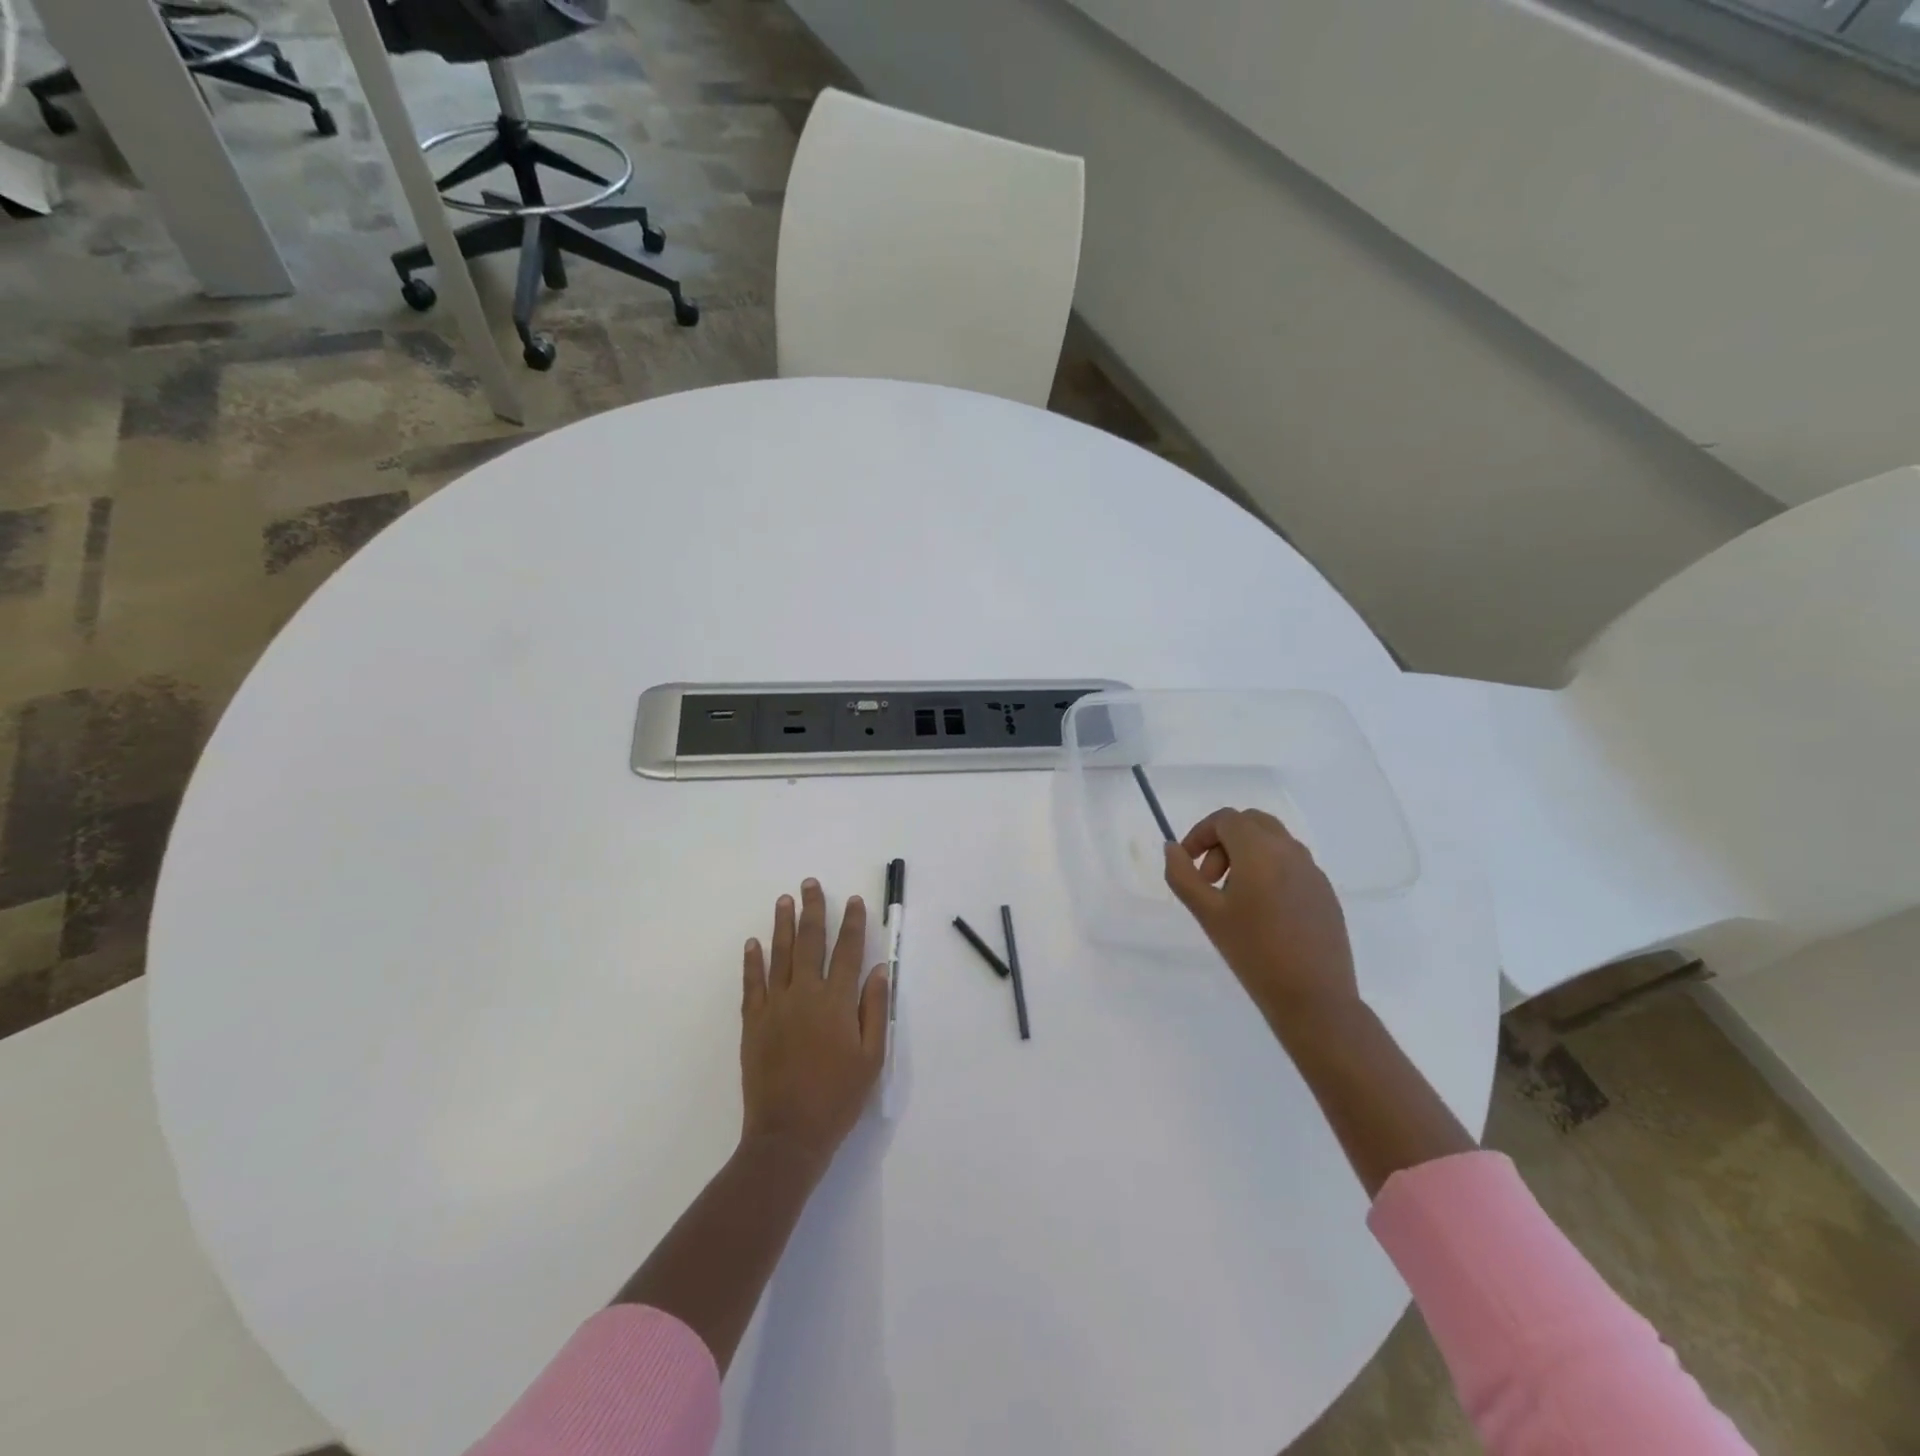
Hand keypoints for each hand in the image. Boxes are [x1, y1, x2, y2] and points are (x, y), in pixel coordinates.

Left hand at [740, 879, 889, 1168]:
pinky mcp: (753, 1022)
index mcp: (837, 1002)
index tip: (854, 901)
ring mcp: (775, 1006)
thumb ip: (874, 1009)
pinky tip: (753, 942)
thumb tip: (878, 970)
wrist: (788, 1134)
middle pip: (810, 942)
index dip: (853, 924)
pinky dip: (753, 961)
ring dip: (783, 924)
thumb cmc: (838, 1097)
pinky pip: (752, 983)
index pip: (848, 951)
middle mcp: (806, 994)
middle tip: (811, 884)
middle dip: (813, 910)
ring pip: (780, 955)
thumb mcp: (872, 1058)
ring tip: (785, 900)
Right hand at [1164, 808, 1358, 1023]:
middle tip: (1210, 879)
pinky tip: (1263, 912)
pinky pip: (1291, 864)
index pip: (1225, 819)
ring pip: (1273, 841)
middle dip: (1223, 841)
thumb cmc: (1253, 952)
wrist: (1313, 997)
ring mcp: (1313, 870)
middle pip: (1251, 823)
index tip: (1188, 862)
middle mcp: (1290, 851)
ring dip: (1246, 854)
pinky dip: (1269, 870)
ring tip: (1233, 898)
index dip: (1200, 834)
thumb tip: (1172, 848)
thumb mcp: (1206, 913)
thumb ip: (1182, 875)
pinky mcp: (1325, 892)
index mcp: (1260, 850)